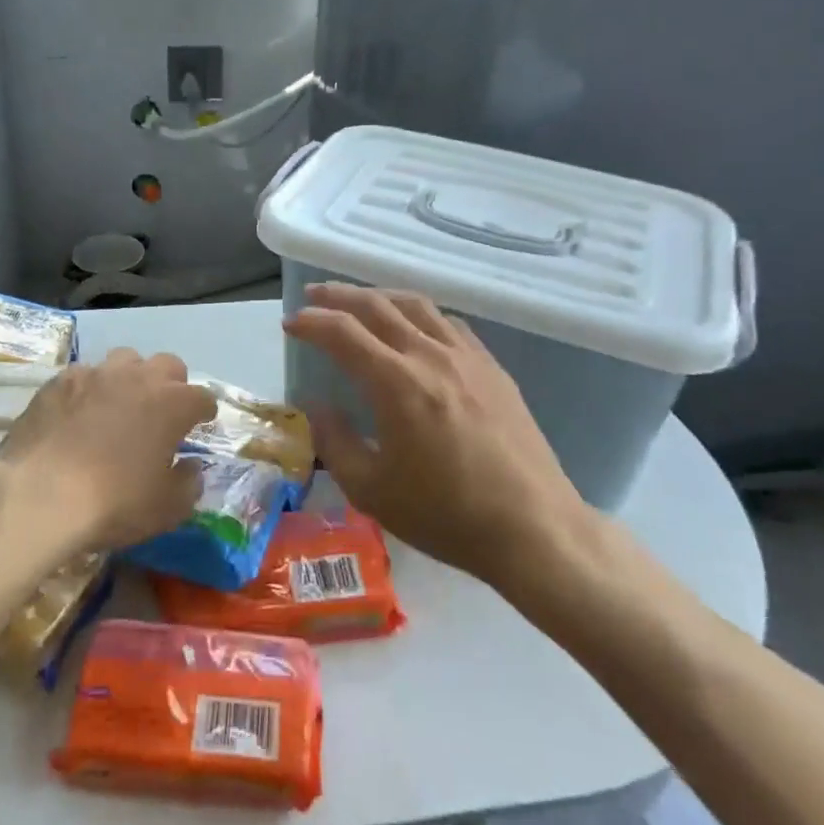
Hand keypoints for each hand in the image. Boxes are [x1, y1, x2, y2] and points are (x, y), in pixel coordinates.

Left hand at [0, 348, 214, 552]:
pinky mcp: (60, 380)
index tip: (201, 423)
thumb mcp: (166, 509)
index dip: (204, 411)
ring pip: (125, 360)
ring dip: (131, 378)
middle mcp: (139, 377)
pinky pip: (84, 375)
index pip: (202, 397)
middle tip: (162, 411)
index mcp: (173, 404)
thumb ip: (188, 484)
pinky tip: (79, 413)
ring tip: (120, 404)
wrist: (40, 495)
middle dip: (172, 384)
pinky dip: (89, 390)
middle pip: (168, 365)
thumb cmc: (113, 503)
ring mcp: (97, 374)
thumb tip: (190, 467)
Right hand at [282, 283, 593, 588]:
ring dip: (379, 296)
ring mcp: (467, 356)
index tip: (290, 324)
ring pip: (416, 305)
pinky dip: (419, 314)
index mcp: (397, 382)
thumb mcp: (372, 490)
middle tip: (313, 297)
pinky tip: (415, 327)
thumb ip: (335, 441)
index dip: (311, 323)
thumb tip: (316, 405)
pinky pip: (448, 323)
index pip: (343, 333)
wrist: (533, 528)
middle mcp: (430, 355)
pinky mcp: (492, 367)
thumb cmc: (446, 514)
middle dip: (339, 296)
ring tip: (359, 302)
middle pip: (377, 306)